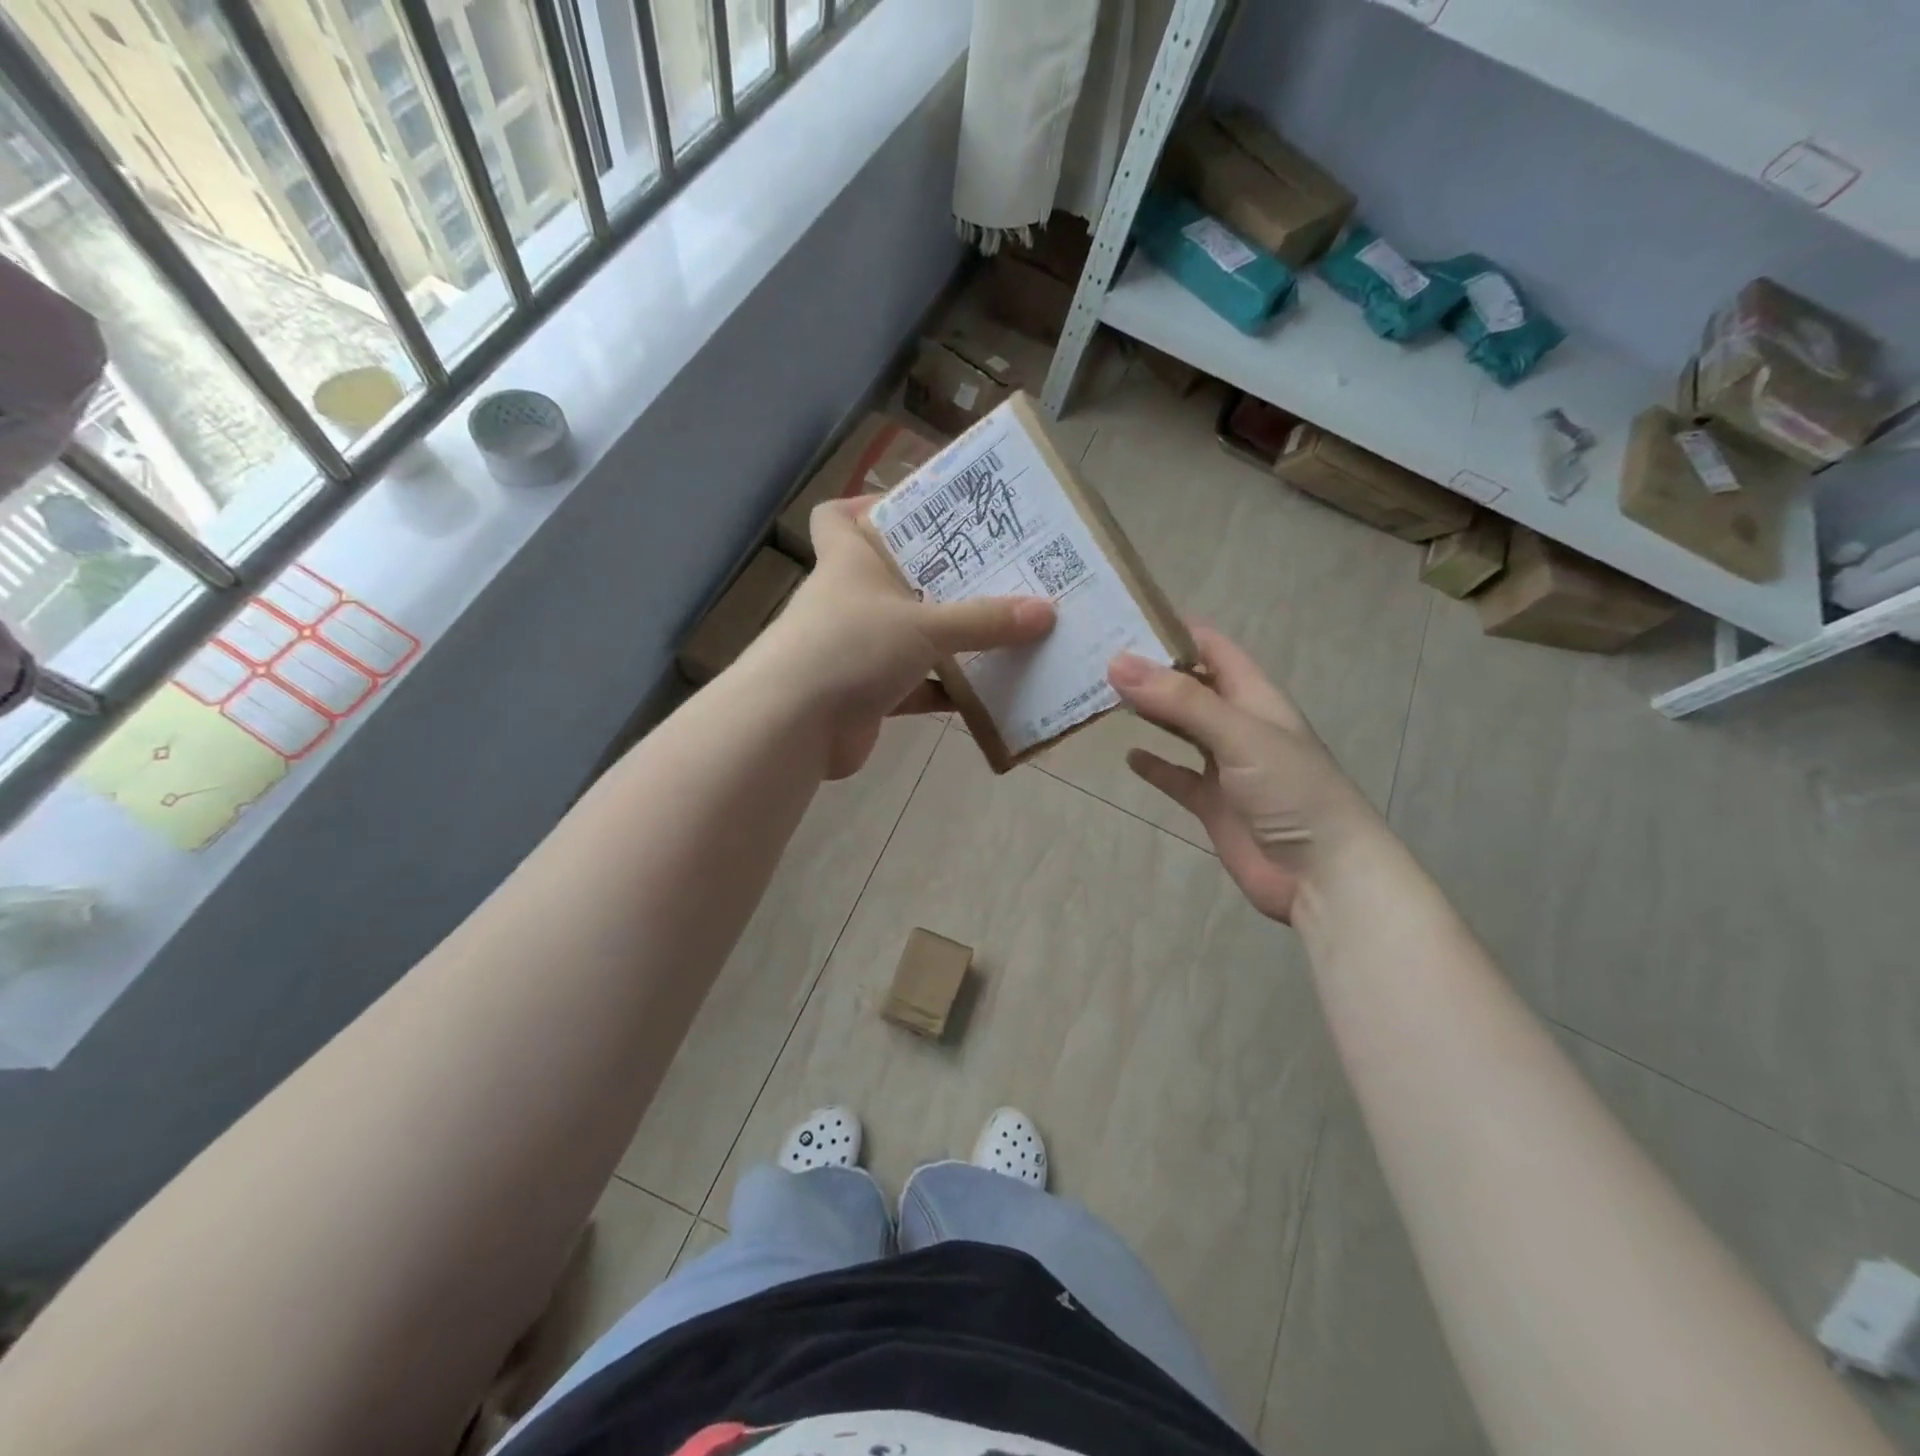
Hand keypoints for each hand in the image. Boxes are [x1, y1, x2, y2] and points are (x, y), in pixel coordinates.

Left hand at [758, 498, 1053, 778]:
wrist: (794, 726)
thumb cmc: (851, 647)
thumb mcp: (925, 626)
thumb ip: (984, 621)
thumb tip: (1046, 611)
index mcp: (849, 561)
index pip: (839, 516)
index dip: (869, 505)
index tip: (919, 511)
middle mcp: (849, 601)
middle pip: (893, 576)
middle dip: (940, 577)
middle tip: (994, 571)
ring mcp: (855, 650)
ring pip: (909, 635)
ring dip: (950, 638)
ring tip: (1004, 628)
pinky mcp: (865, 695)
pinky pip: (915, 686)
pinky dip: (945, 689)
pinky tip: (988, 692)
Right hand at [1107, 626, 1379, 922]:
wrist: (1323, 876)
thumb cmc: (1292, 792)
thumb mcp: (1238, 734)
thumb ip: (1180, 701)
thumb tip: (1116, 662)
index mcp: (1255, 697)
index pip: (1213, 648)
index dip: (1174, 630)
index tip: (1123, 617)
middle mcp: (1239, 725)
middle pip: (1191, 686)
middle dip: (1152, 671)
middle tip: (1098, 656)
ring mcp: (1226, 767)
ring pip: (1180, 729)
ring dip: (1150, 713)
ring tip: (1103, 696)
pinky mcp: (1213, 804)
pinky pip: (1178, 778)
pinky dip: (1155, 766)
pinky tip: (1129, 756)